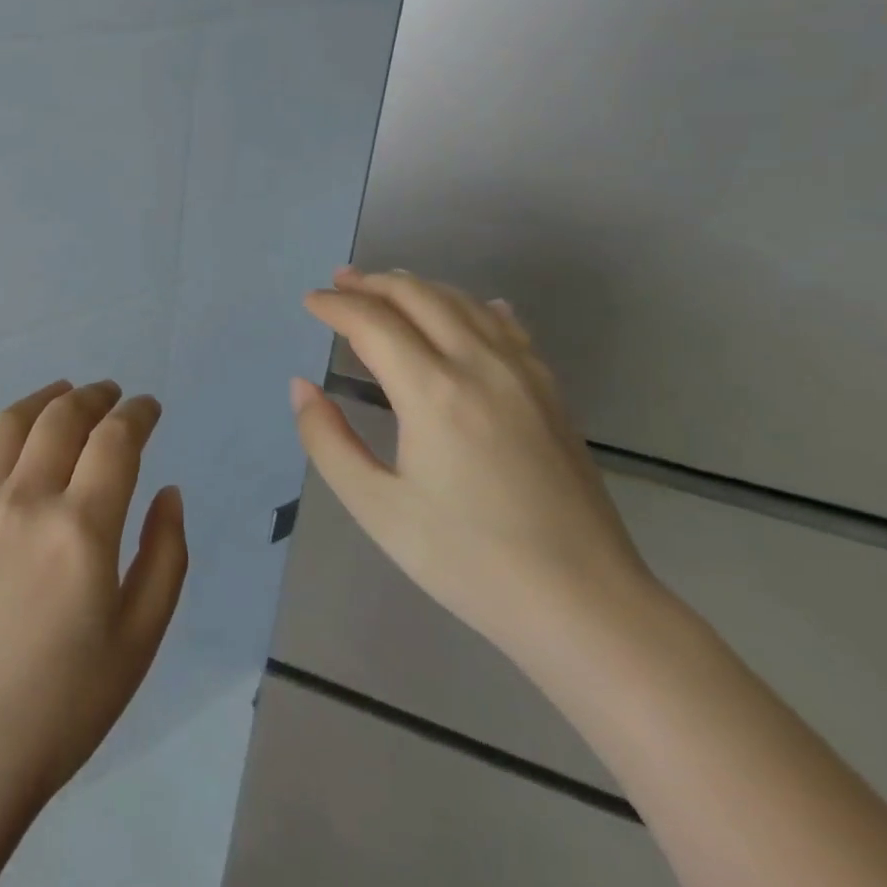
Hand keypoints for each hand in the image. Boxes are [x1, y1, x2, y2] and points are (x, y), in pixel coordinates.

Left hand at [0, 379, 187, 824]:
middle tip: (111, 394)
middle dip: (94, 396)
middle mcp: (26, 499)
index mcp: (82, 527)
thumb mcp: (139, 640)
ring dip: (41, 398)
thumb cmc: (63, 705)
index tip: (150, 408)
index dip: (138, 414)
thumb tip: (169, 491)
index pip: (116, 440)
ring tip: (61, 393)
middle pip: (62, 418)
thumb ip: (164, 556)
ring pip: (9, 425)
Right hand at [292, 267, 656, 667]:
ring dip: (418, 287)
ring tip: (386, 287)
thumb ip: (327, 440)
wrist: (584, 603)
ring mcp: (523, 375)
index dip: (336, 306)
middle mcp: (480, 366)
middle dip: (373, 283)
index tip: (310, 302)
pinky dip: (475, 307)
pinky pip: (508, 328)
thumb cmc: (468, 560)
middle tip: (339, 282)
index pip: (373, 323)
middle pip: (419, 297)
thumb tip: (301, 387)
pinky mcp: (550, 393)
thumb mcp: (377, 508)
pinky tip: (471, 309)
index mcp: (433, 392)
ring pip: (464, 303)